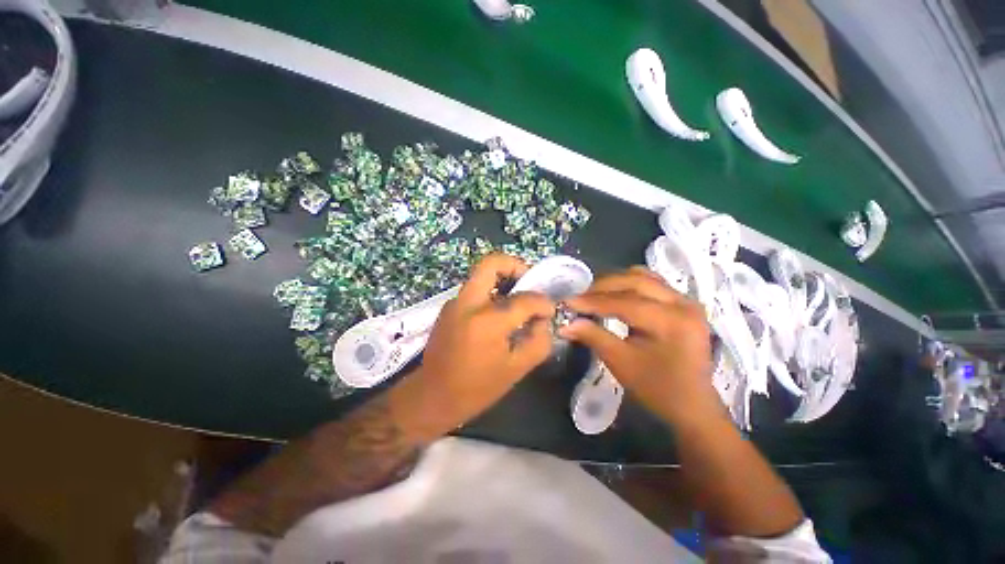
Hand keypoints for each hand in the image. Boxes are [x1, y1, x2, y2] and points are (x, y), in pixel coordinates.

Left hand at [391, 254, 555, 439]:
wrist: (432, 396)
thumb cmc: (477, 388)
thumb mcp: (517, 369)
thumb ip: (538, 340)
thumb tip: (543, 319)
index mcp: (488, 321)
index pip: (524, 299)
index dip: (543, 302)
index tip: (548, 310)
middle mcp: (468, 303)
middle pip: (491, 263)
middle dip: (515, 265)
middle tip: (528, 281)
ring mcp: (455, 302)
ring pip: (481, 274)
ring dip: (502, 279)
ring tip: (517, 298)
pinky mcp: (449, 307)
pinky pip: (475, 289)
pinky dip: (491, 292)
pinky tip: (498, 314)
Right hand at [560, 267, 721, 426]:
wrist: (692, 404)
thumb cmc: (657, 388)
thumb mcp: (621, 363)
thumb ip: (593, 337)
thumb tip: (565, 324)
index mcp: (671, 322)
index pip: (625, 303)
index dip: (593, 301)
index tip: (568, 302)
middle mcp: (683, 304)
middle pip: (635, 282)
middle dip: (602, 287)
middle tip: (579, 296)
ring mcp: (686, 300)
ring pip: (644, 277)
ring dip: (615, 282)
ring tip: (594, 294)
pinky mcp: (683, 302)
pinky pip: (652, 282)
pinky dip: (629, 284)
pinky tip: (616, 294)